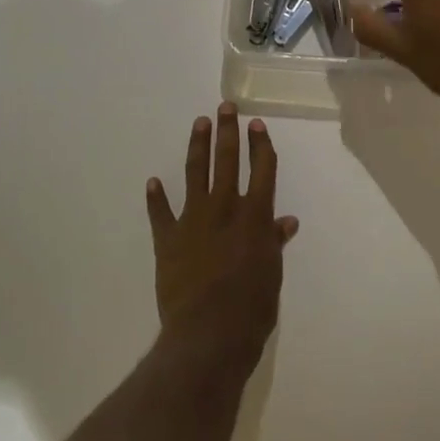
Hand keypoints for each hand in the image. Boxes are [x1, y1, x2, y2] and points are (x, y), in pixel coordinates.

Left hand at [146, 104, 297, 367]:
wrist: (208, 333)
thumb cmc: (251, 307)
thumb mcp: (272, 273)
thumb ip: (274, 242)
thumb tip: (285, 221)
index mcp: (255, 216)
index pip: (262, 170)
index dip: (261, 145)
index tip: (257, 124)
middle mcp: (224, 208)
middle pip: (227, 161)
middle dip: (228, 132)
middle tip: (225, 107)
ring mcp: (193, 220)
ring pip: (195, 174)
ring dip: (197, 147)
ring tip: (199, 123)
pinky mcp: (167, 239)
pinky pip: (160, 213)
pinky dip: (156, 197)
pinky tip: (153, 181)